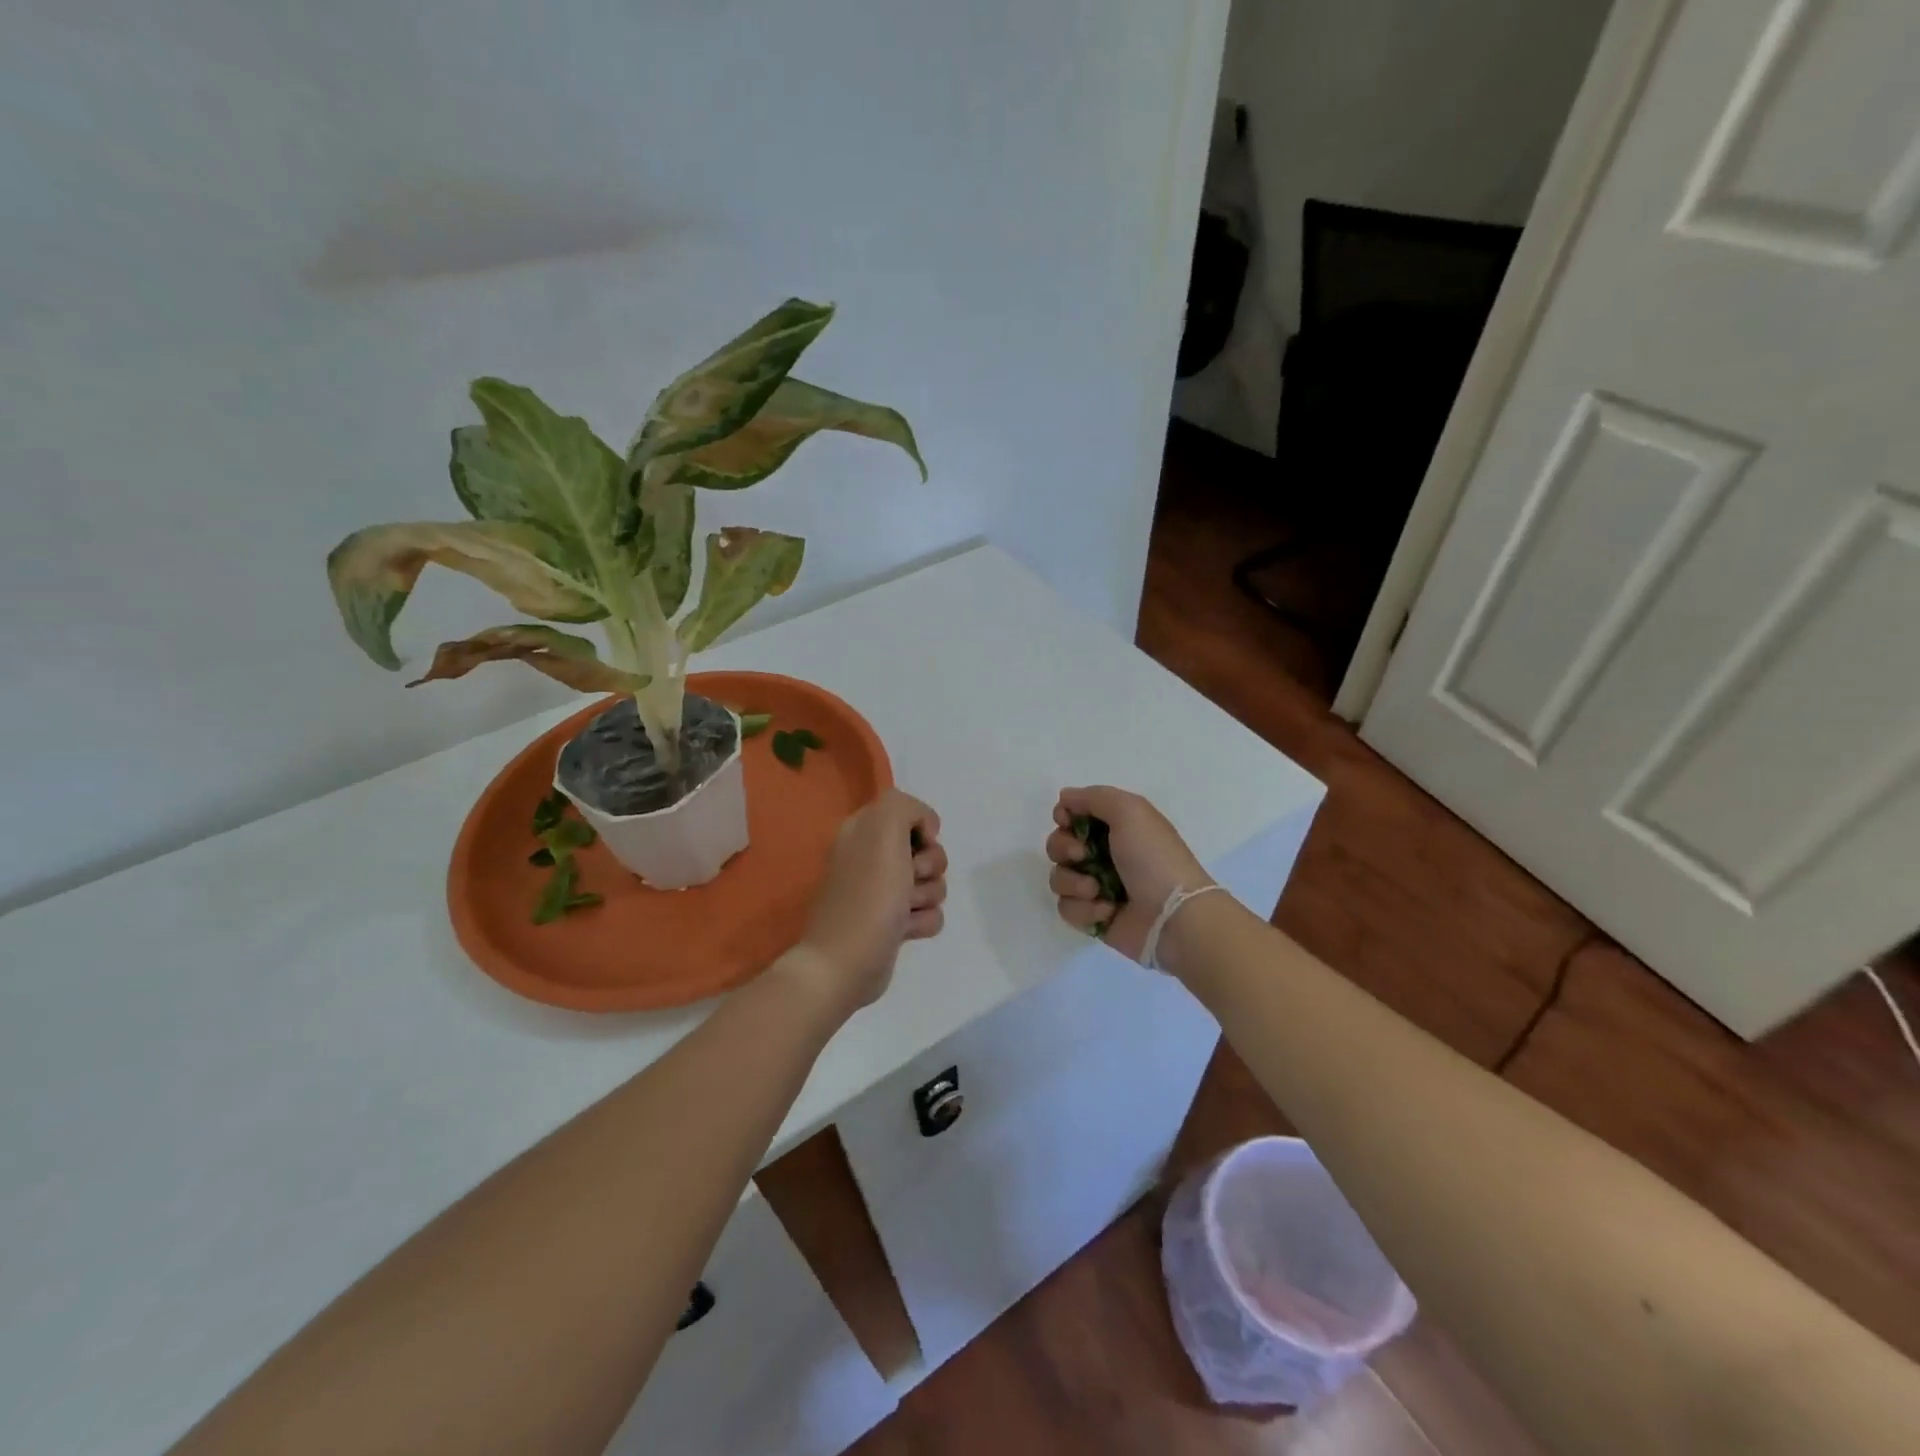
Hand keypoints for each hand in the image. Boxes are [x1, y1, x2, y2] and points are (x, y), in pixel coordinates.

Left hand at [787, 789, 947, 1017]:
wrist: (845, 964)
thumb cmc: (867, 894)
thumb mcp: (883, 829)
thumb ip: (905, 807)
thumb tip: (925, 830)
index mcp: (863, 831)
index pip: (910, 814)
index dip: (922, 829)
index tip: (918, 844)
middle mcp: (871, 858)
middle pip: (928, 851)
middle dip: (929, 866)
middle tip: (909, 879)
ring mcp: (882, 893)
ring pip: (933, 883)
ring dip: (927, 896)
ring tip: (903, 911)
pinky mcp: (893, 924)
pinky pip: (929, 913)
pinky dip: (923, 922)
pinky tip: (905, 932)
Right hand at [1045, 786, 1210, 963]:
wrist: (1172, 915)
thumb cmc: (1153, 858)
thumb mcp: (1130, 811)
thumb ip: (1095, 797)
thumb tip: (1065, 798)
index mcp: (1116, 827)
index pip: (1072, 816)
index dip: (1064, 817)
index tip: (1067, 821)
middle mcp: (1103, 855)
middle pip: (1058, 845)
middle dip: (1063, 848)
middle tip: (1082, 855)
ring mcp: (1096, 888)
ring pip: (1058, 878)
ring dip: (1073, 882)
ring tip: (1097, 890)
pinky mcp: (1093, 917)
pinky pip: (1067, 908)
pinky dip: (1084, 909)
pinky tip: (1108, 910)